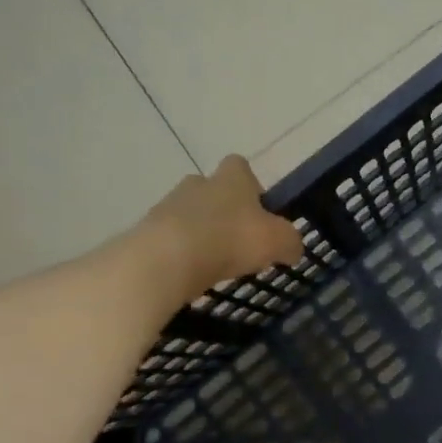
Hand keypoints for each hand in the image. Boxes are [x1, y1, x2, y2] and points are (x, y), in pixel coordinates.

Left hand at [138, 156, 304, 297]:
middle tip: (238, 241)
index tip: (259, 211)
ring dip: (202, 233)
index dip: (251, 185)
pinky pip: (171, 239)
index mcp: (231, 178)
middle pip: (213, 191)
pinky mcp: (148, 232)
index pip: (240, 166)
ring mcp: (168, 206)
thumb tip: (292, 247)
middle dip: (224, 212)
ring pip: (190, 215)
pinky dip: (182, 254)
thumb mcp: (277, 241)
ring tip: (215, 265)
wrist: (167, 259)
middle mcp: (198, 183)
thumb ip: (290, 241)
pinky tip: (192, 275)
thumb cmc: (230, 239)